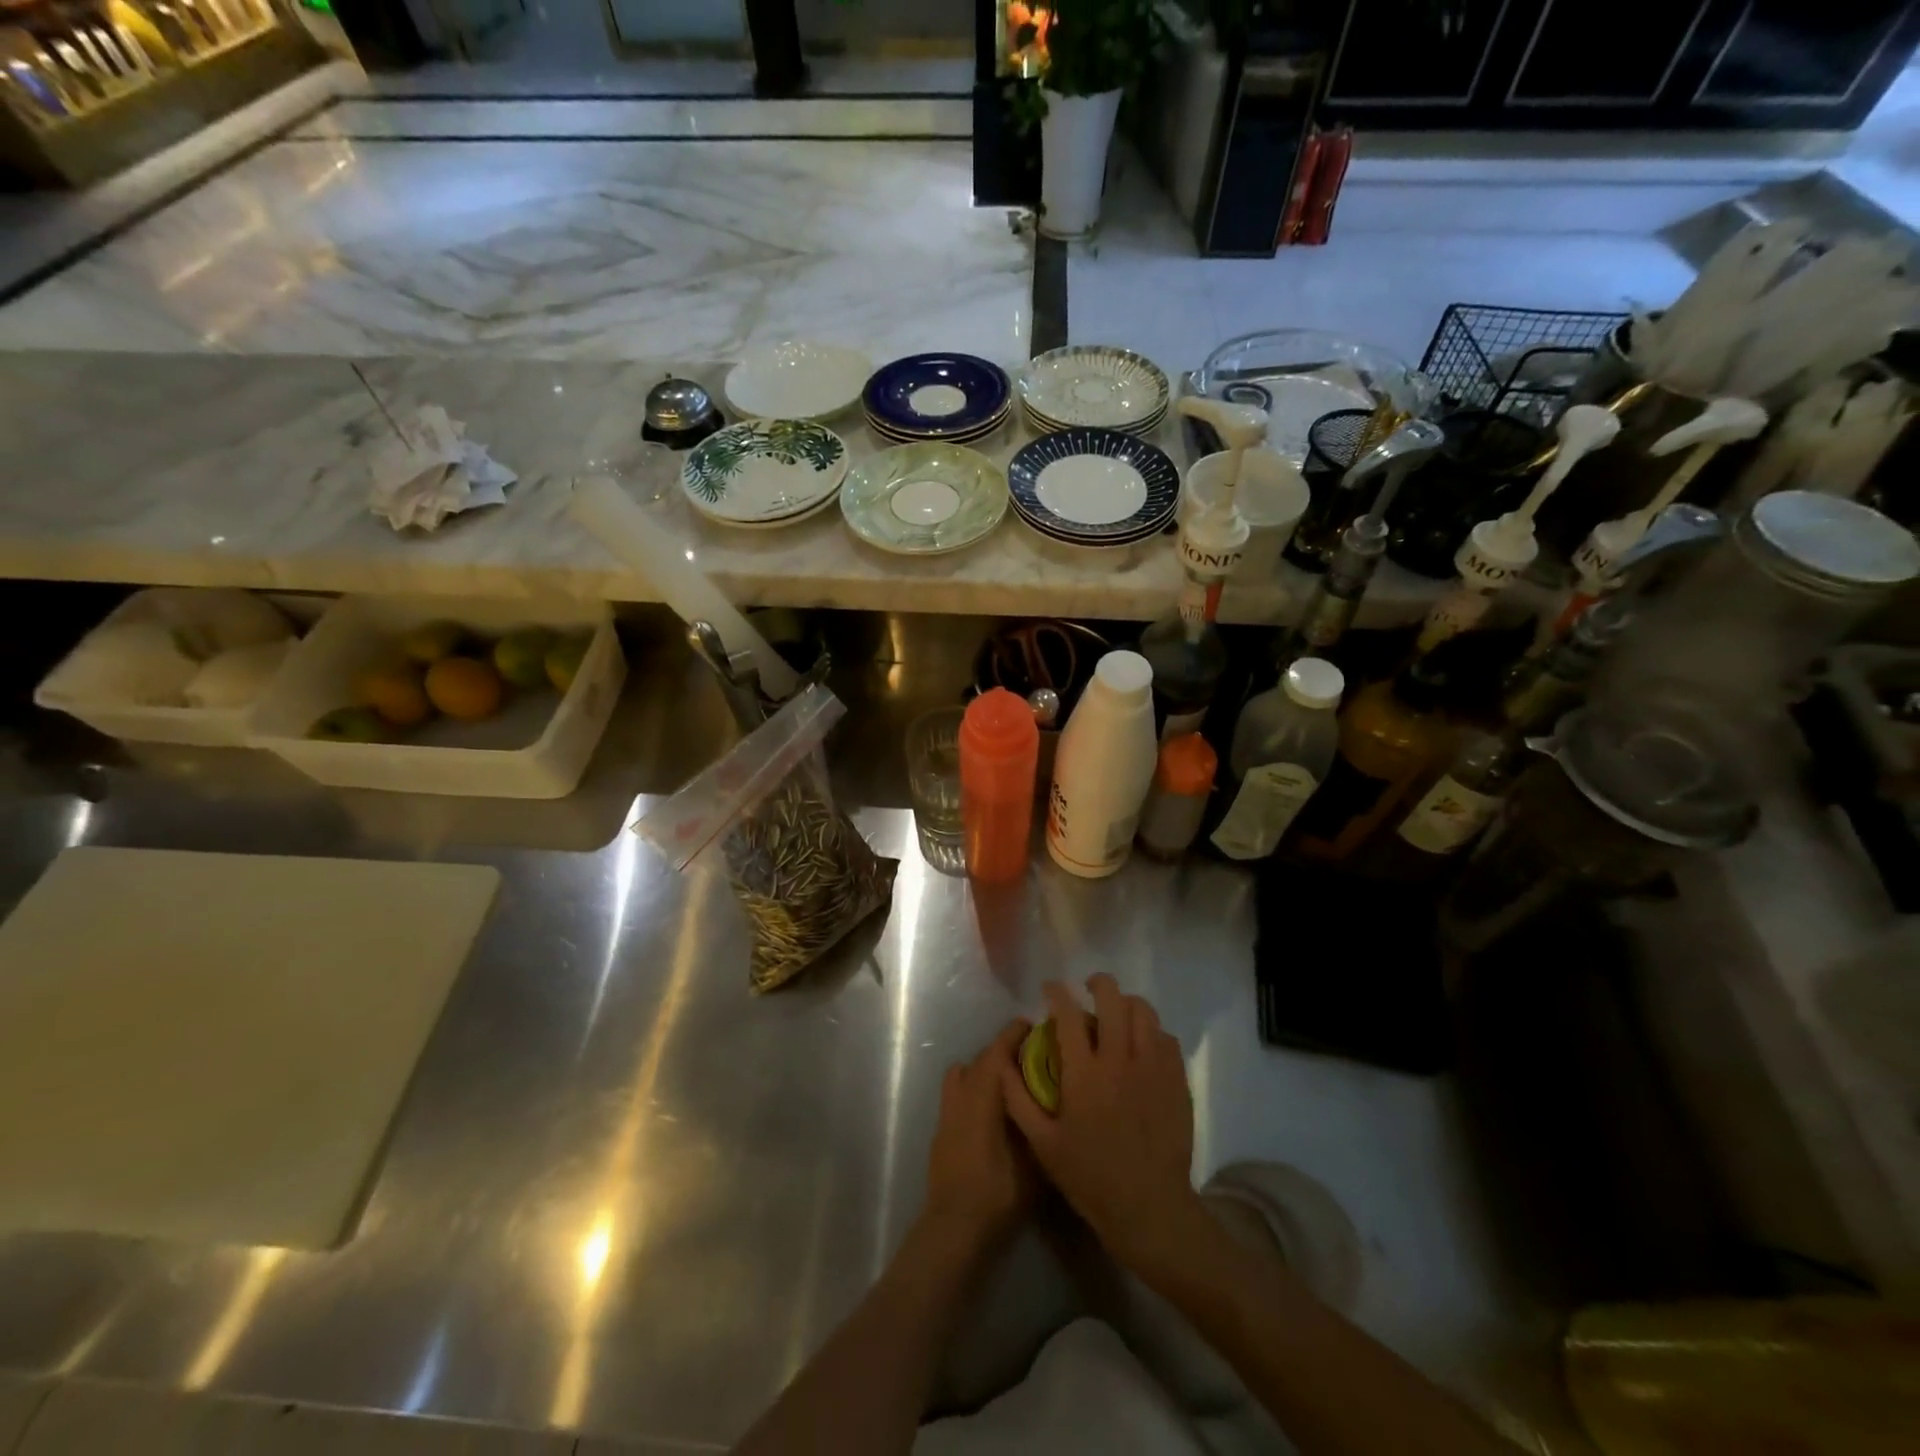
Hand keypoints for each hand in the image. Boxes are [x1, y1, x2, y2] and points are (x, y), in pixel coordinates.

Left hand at [921, 1019, 1035, 1255]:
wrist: (954, 1227)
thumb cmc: (997, 1191)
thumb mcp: (1033, 1161)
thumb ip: (1039, 1125)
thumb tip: (1051, 1101)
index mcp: (982, 1095)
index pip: (997, 1052)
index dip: (1013, 1035)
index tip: (1031, 1025)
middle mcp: (961, 1095)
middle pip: (980, 1060)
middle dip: (1002, 1051)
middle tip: (1028, 1053)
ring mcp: (947, 1112)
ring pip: (963, 1075)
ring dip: (983, 1069)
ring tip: (1008, 1080)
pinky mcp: (941, 1130)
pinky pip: (957, 1094)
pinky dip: (973, 1089)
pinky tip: (991, 1111)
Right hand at [1001, 975, 1200, 1277]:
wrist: (1150, 1209)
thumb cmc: (1090, 1178)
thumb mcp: (1043, 1144)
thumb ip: (1018, 1099)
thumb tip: (1002, 1063)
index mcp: (1084, 1073)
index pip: (1068, 1014)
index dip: (1056, 993)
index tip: (1050, 988)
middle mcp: (1120, 1060)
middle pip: (1112, 998)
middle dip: (1098, 983)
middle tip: (1088, 988)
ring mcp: (1153, 1068)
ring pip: (1144, 1012)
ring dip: (1127, 1003)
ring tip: (1117, 1010)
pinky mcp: (1176, 1081)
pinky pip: (1166, 1038)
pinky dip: (1152, 1031)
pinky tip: (1142, 1043)